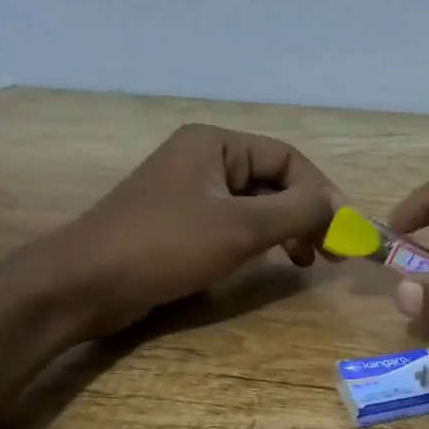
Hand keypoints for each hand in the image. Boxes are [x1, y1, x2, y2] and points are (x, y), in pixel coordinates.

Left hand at [47, 124, 337, 338]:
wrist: (86, 284)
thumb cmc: (164, 246)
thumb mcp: (240, 227)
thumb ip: (297, 212)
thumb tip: (340, 207)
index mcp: (215, 144)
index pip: (287, 158)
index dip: (321, 192)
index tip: (343, 231)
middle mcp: (203, 159)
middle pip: (273, 180)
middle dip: (305, 214)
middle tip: (328, 252)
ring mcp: (190, 193)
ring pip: (256, 205)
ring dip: (286, 230)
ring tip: (304, 262)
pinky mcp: (181, 225)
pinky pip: (233, 225)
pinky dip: (259, 242)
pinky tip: (270, 264)